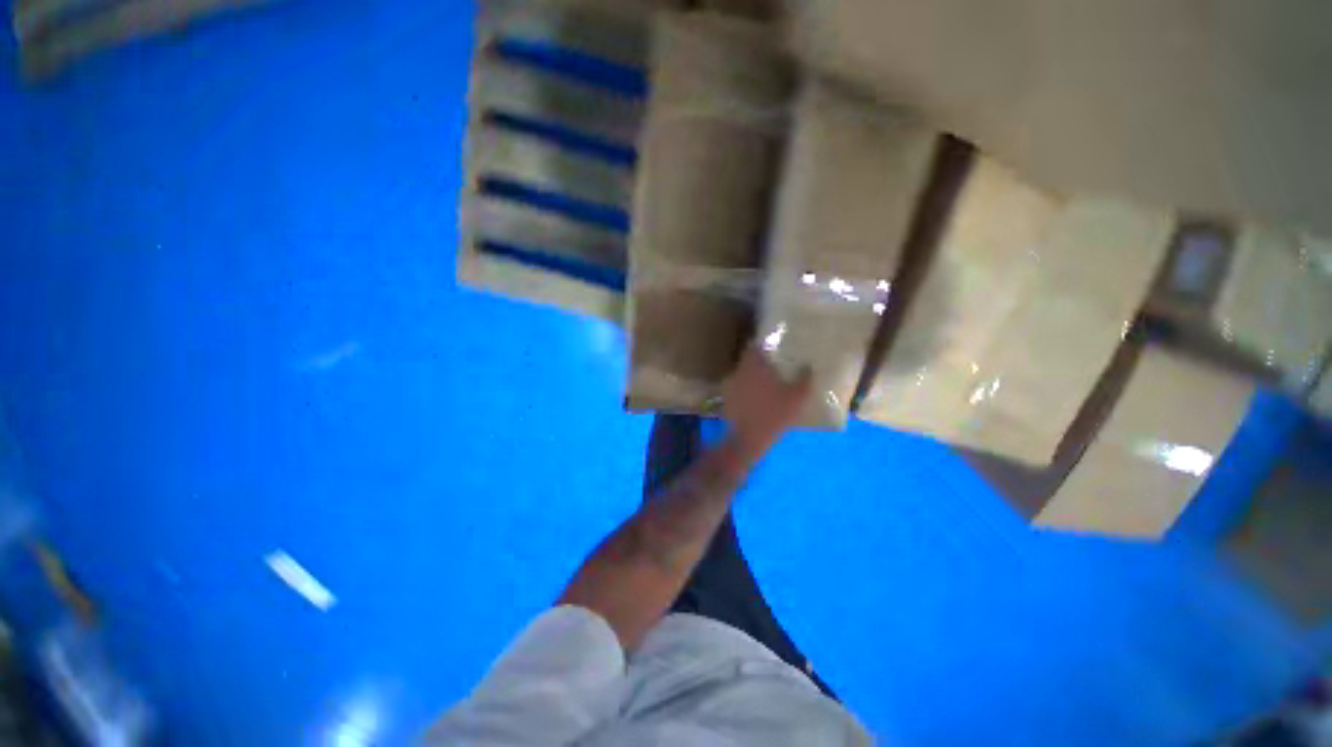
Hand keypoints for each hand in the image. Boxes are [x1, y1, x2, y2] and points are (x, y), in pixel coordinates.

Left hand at [723, 346, 811, 460]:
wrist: (748, 439)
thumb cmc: (774, 414)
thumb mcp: (798, 397)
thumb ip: (805, 379)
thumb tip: (809, 366)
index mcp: (755, 365)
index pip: (754, 345)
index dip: (763, 344)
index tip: (772, 346)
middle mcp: (739, 371)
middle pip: (747, 359)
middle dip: (758, 360)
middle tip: (772, 363)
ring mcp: (730, 385)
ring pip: (742, 373)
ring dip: (752, 374)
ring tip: (765, 381)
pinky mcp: (727, 399)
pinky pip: (737, 387)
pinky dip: (745, 388)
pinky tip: (755, 397)